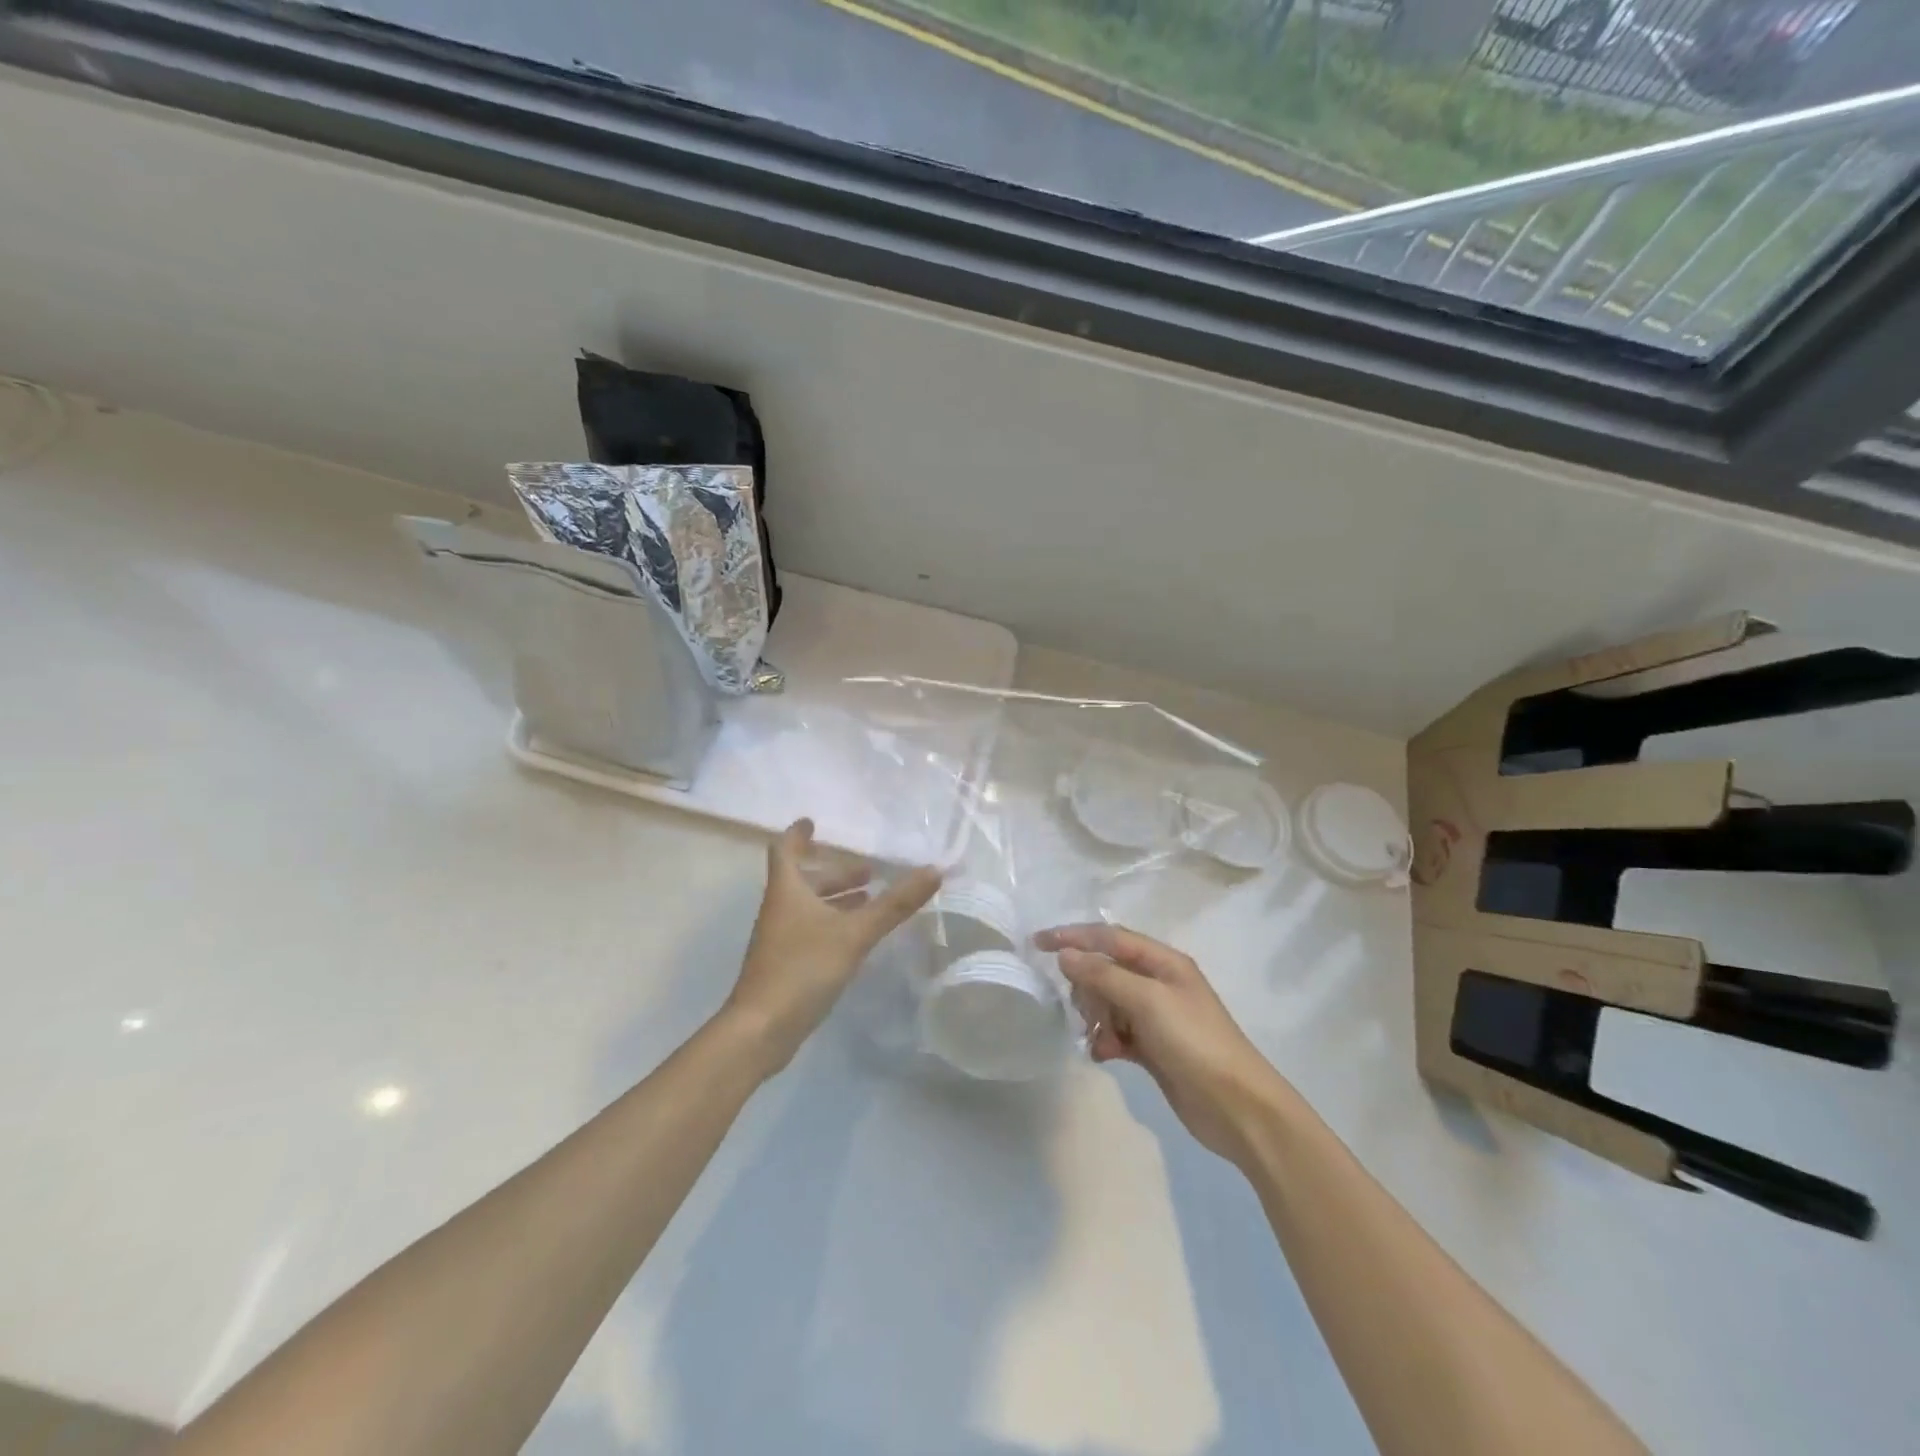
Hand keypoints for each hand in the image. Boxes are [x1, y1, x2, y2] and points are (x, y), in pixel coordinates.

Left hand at [726, 819, 940, 1075]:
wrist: (761, 1030)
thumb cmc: (803, 969)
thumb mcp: (855, 933)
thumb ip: (894, 904)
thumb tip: (934, 871)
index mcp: (788, 892)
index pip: (785, 850)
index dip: (798, 835)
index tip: (812, 822)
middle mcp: (780, 910)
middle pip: (804, 881)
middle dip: (835, 873)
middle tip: (868, 872)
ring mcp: (779, 940)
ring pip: (808, 907)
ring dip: (836, 900)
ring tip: (869, 900)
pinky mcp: (785, 965)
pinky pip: (810, 931)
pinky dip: (833, 924)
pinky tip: (856, 937)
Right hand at [1035, 924, 1288, 1164]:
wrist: (1237, 1108)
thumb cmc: (1195, 1043)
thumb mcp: (1148, 1002)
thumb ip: (1104, 976)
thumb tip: (1065, 954)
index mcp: (1163, 962)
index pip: (1109, 938)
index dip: (1073, 937)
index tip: (1037, 944)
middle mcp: (1158, 983)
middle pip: (1105, 971)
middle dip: (1087, 987)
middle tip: (1083, 1010)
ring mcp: (1155, 1017)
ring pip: (1107, 1003)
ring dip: (1095, 1017)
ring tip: (1100, 1038)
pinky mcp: (1152, 1048)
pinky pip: (1115, 1033)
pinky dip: (1105, 1040)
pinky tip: (1105, 1055)